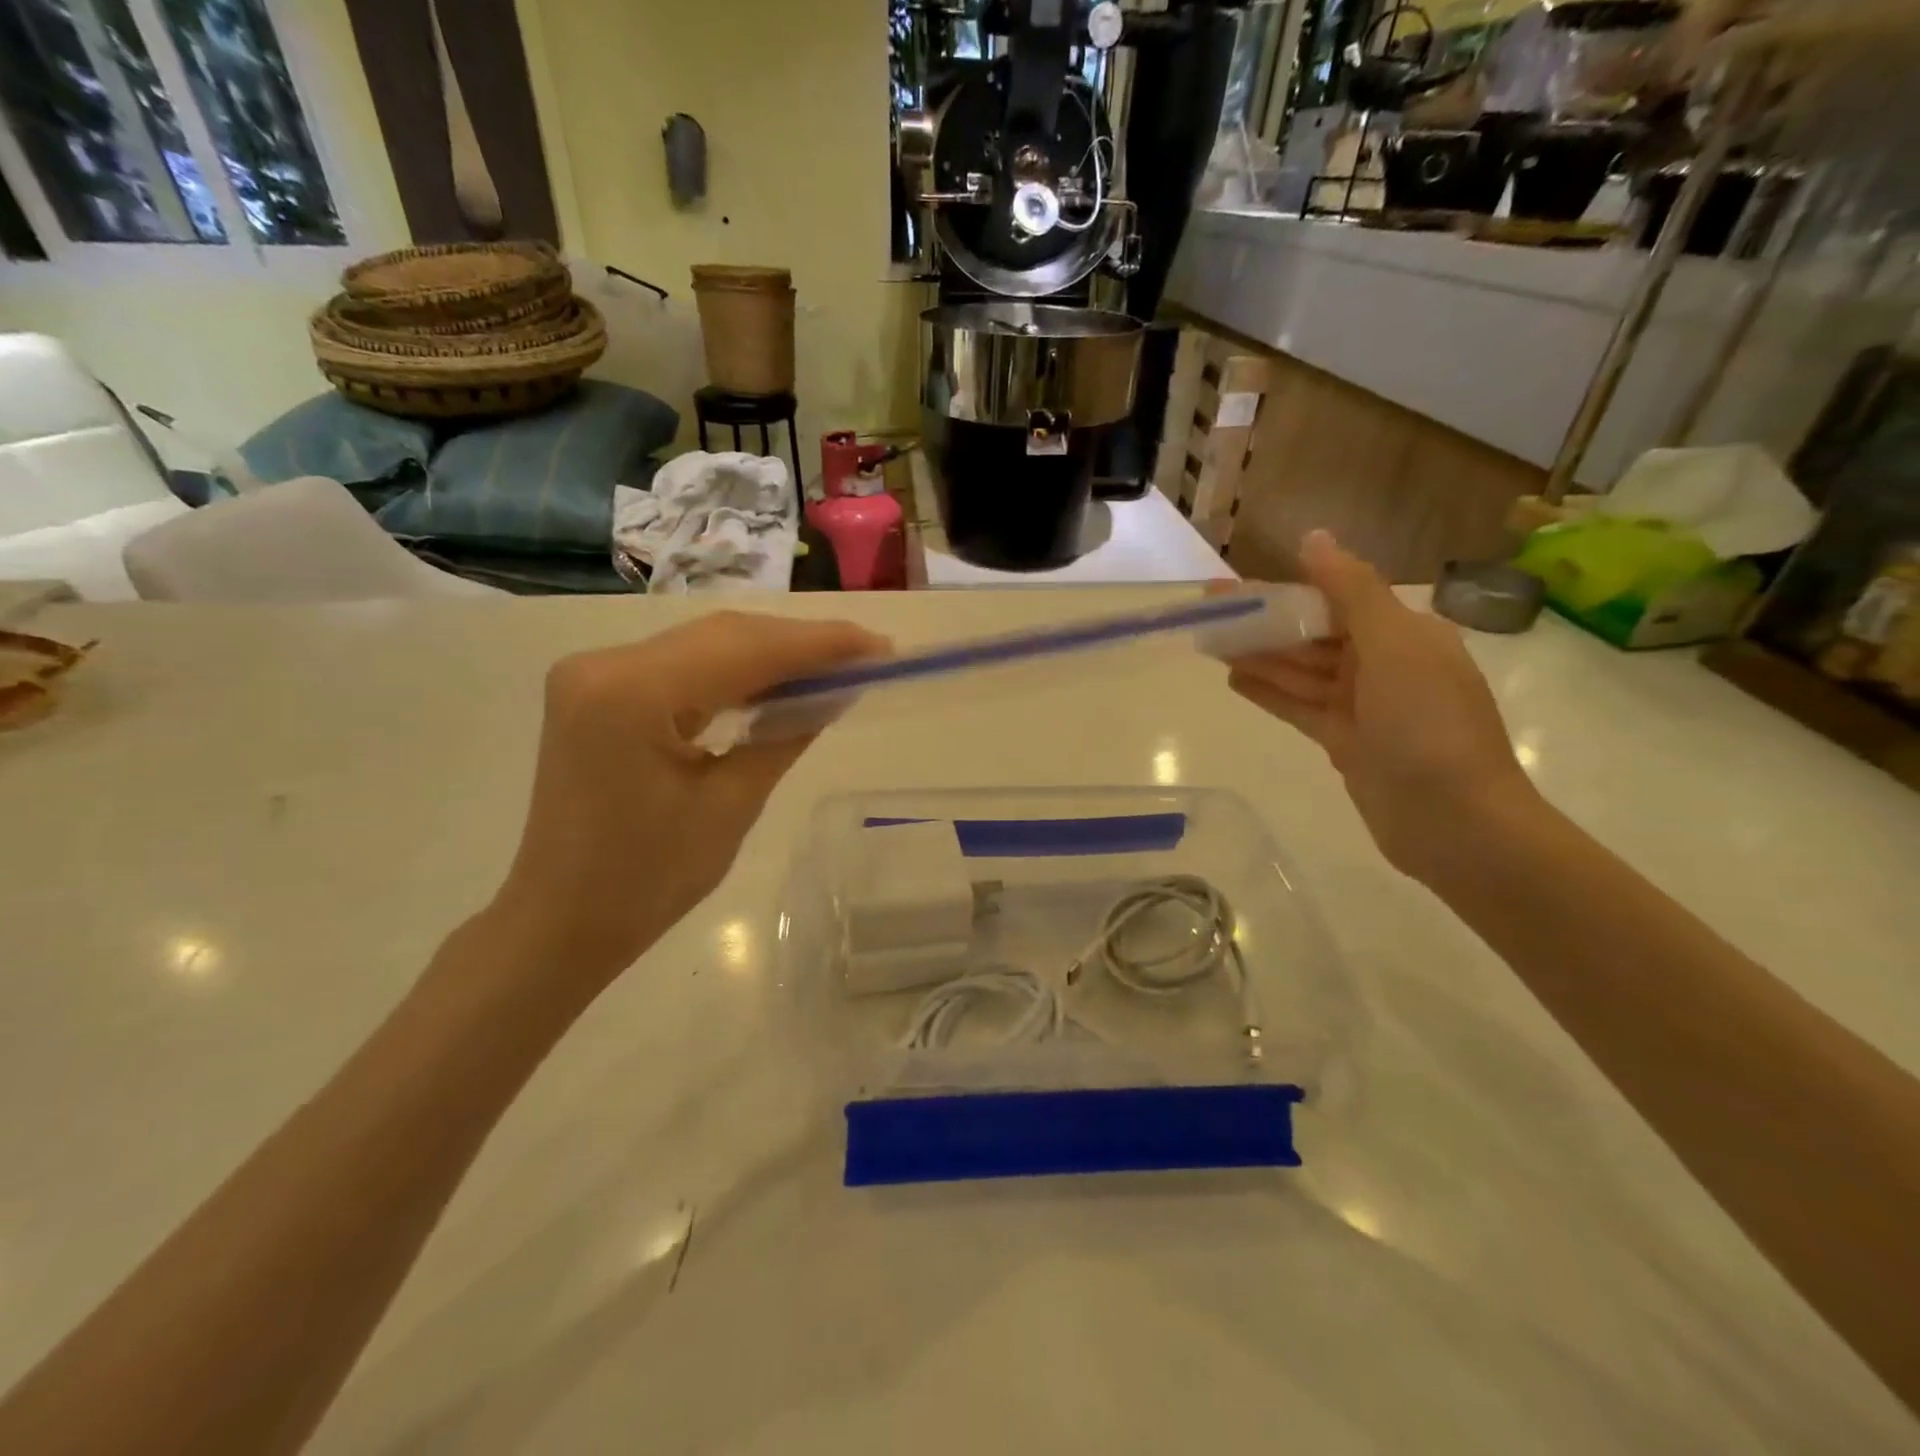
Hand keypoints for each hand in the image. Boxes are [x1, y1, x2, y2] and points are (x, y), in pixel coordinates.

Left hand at [486, 610, 888, 995]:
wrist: (562, 919)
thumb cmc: (649, 880)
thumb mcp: (732, 805)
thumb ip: (786, 733)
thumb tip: (838, 688)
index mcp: (631, 695)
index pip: (745, 650)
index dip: (820, 644)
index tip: (880, 647)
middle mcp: (605, 664)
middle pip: (724, 635)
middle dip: (799, 644)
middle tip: (865, 656)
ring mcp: (594, 672)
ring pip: (705, 644)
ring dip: (770, 654)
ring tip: (833, 668)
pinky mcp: (598, 689)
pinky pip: (682, 665)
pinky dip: (734, 671)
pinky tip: (776, 683)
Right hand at [1221, 531, 1538, 880]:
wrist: (1454, 820)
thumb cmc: (1427, 723)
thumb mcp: (1394, 645)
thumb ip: (1351, 590)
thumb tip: (1314, 537)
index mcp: (1403, 633)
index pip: (1333, 599)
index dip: (1282, 590)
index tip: (1235, 585)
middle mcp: (1383, 664)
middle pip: (1311, 635)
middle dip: (1262, 623)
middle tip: (1208, 611)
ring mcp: (1363, 706)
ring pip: (1300, 671)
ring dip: (1258, 656)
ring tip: (1209, 642)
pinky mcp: (1345, 741)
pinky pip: (1299, 707)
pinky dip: (1269, 693)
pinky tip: (1234, 680)